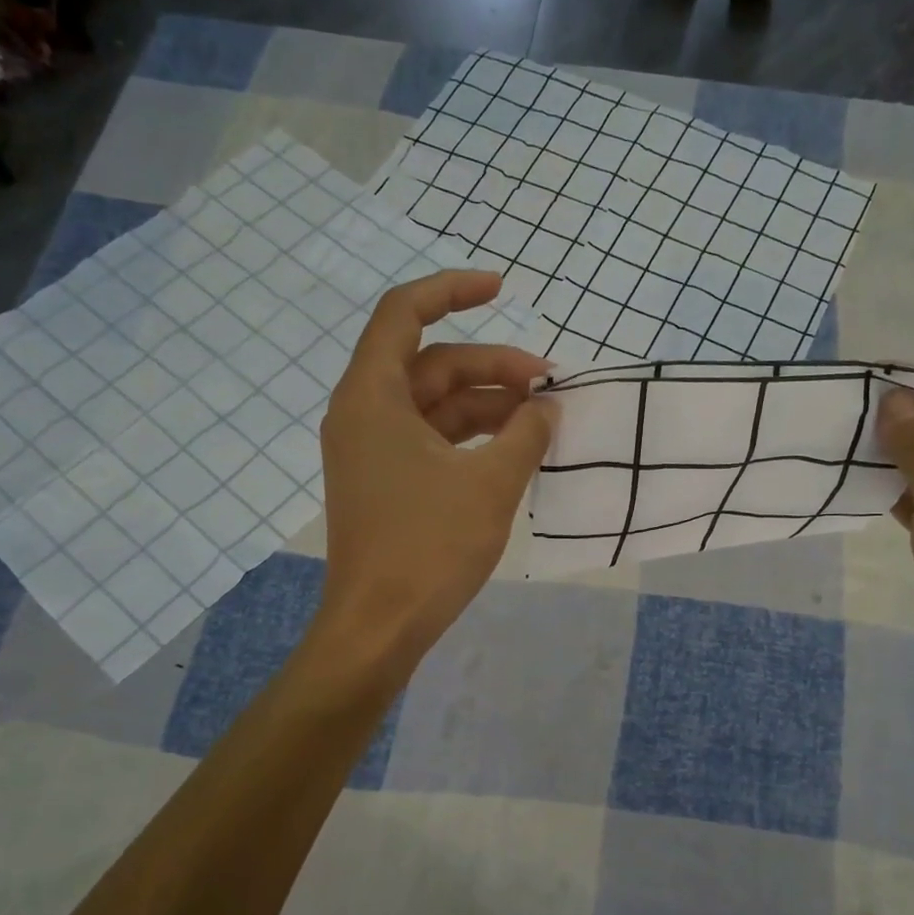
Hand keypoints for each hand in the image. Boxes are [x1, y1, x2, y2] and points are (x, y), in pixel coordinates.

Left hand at [313, 270, 557, 675]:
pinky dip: (471, 438)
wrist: (379, 627)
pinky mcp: (385, 483)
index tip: (503, 287)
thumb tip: (548, 406)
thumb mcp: (491, 484)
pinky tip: (513, 449)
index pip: (405, 312)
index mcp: (372, 397)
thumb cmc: (429, 548)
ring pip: (435, 405)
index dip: (453, 289)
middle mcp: (364, 414)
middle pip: (431, 363)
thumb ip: (526, 434)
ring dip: (487, 405)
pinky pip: (432, 440)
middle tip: (549, 383)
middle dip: (492, 366)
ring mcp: (372, 451)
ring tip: (541, 418)